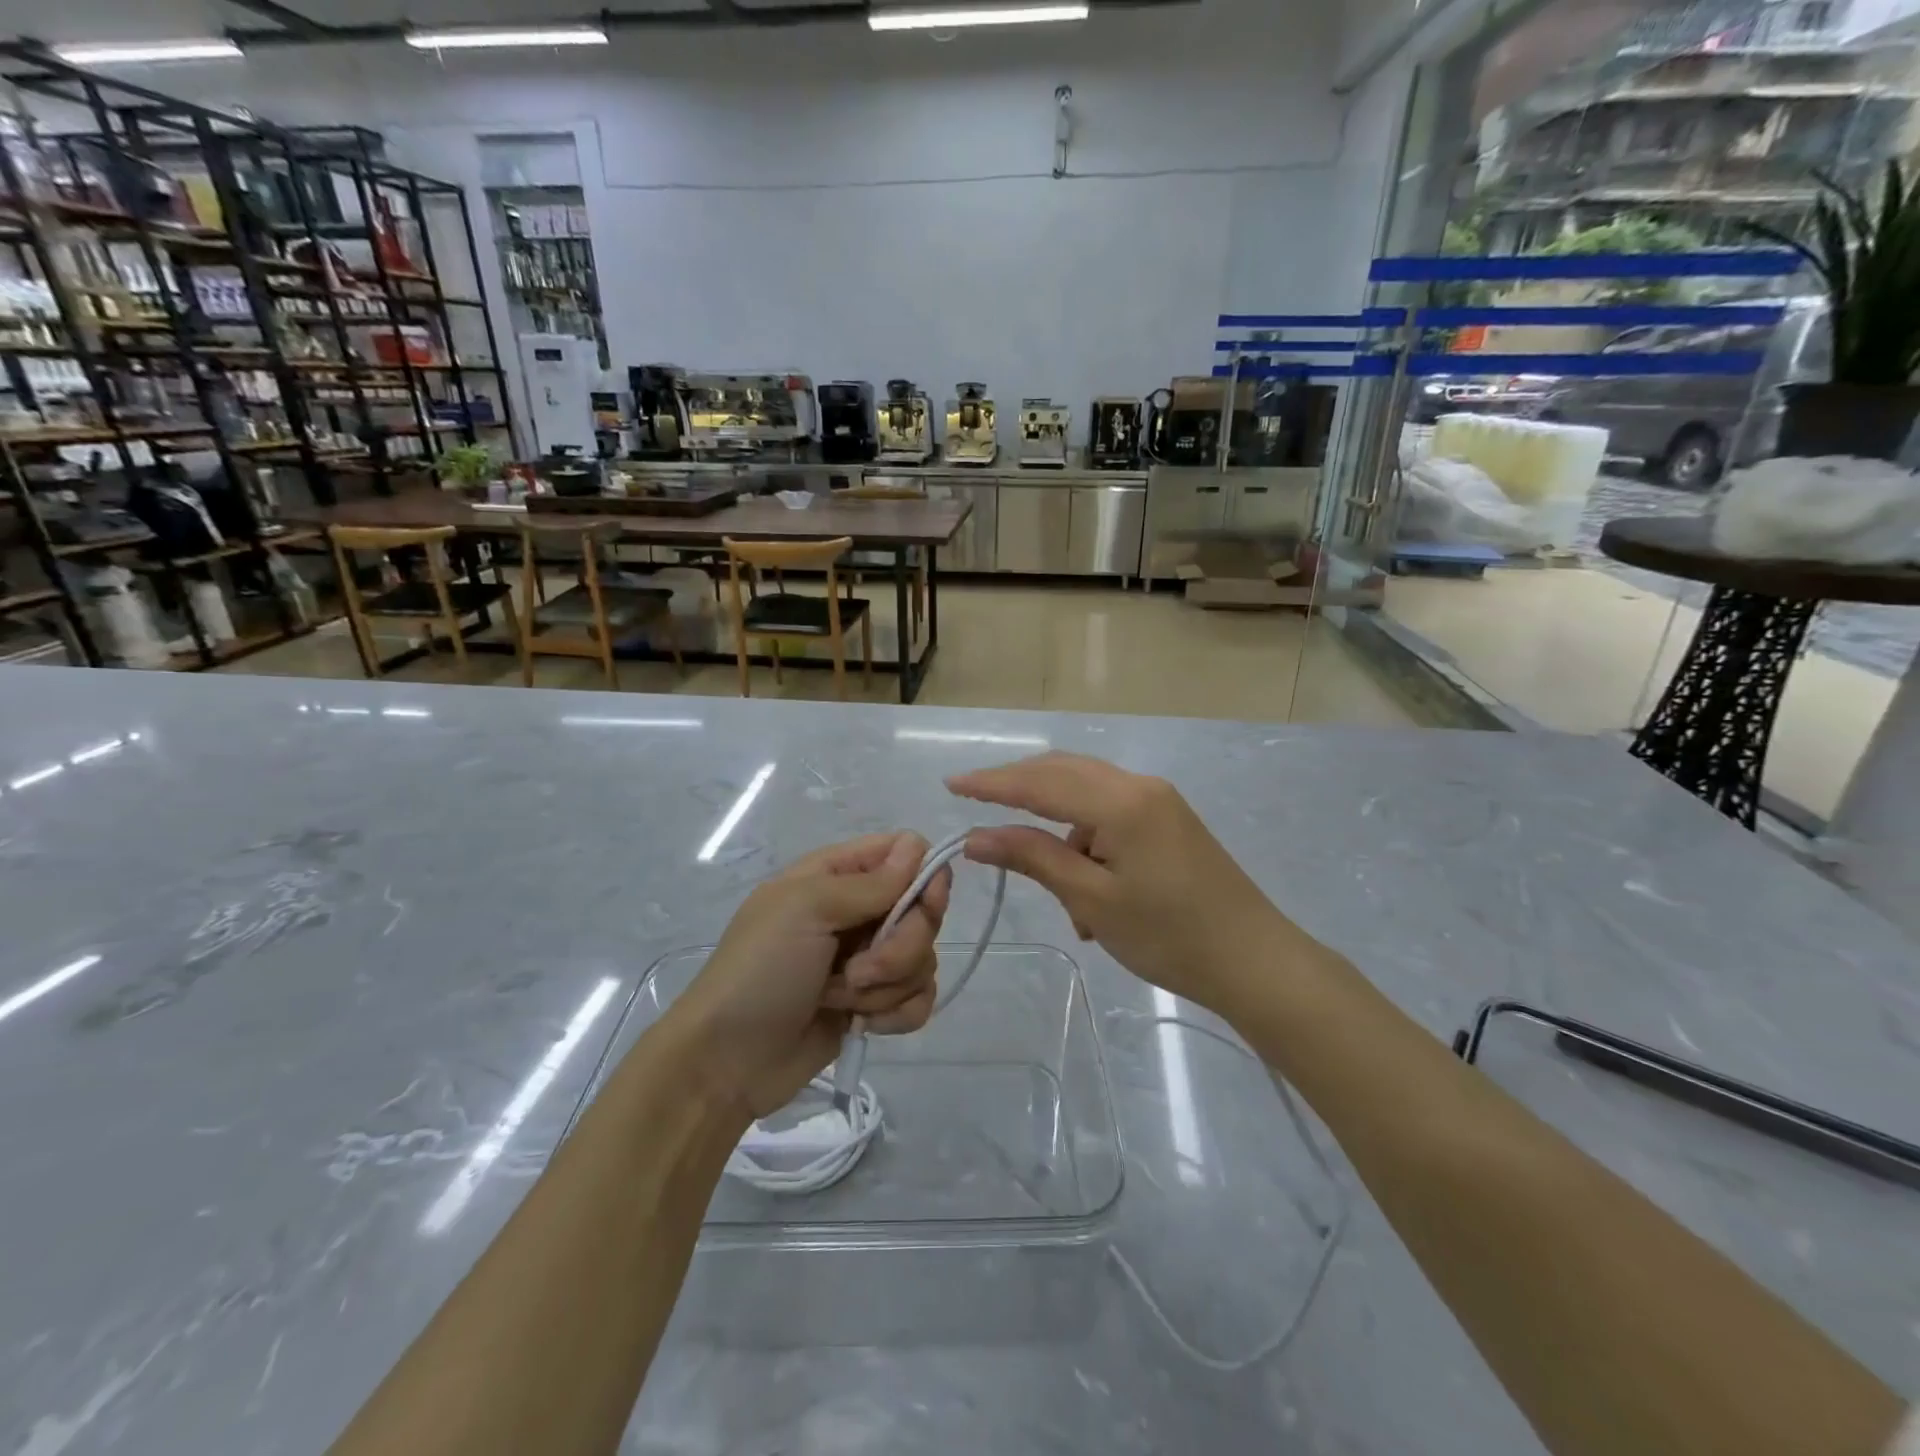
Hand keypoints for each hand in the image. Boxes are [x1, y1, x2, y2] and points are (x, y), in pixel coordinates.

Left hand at [671, 832, 949, 1118]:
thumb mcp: (806, 910)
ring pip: (923, 958)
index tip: (924, 905)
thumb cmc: (759, 971)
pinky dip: (895, 1014)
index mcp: (837, 875)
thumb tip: (920, 848)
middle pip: (924, 910)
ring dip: (887, 986)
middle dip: (901, 947)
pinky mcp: (874, 1003)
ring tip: (839, 999)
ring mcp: (868, 959)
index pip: (906, 853)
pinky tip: (863, 1024)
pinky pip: (919, 998)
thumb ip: (869, 883)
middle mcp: (859, 911)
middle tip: (858, 970)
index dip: (925, 876)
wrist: (727, 1061)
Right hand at [950, 753, 1293, 1013]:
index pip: (1040, 781)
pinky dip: (1087, 842)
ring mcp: (1159, 801)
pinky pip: (1111, 815)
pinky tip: (1090, 892)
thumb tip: (978, 836)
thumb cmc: (1169, 936)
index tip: (951, 785)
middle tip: (977, 806)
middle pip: (1064, 772)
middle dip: (1019, 789)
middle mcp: (1140, 786)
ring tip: (1063, 897)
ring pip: (1087, 795)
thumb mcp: (1092, 899)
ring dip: (1059, 830)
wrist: (1255, 961)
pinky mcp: (1169, 820)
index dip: (992, 783)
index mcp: (1121, 801)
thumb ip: (1033, 857)